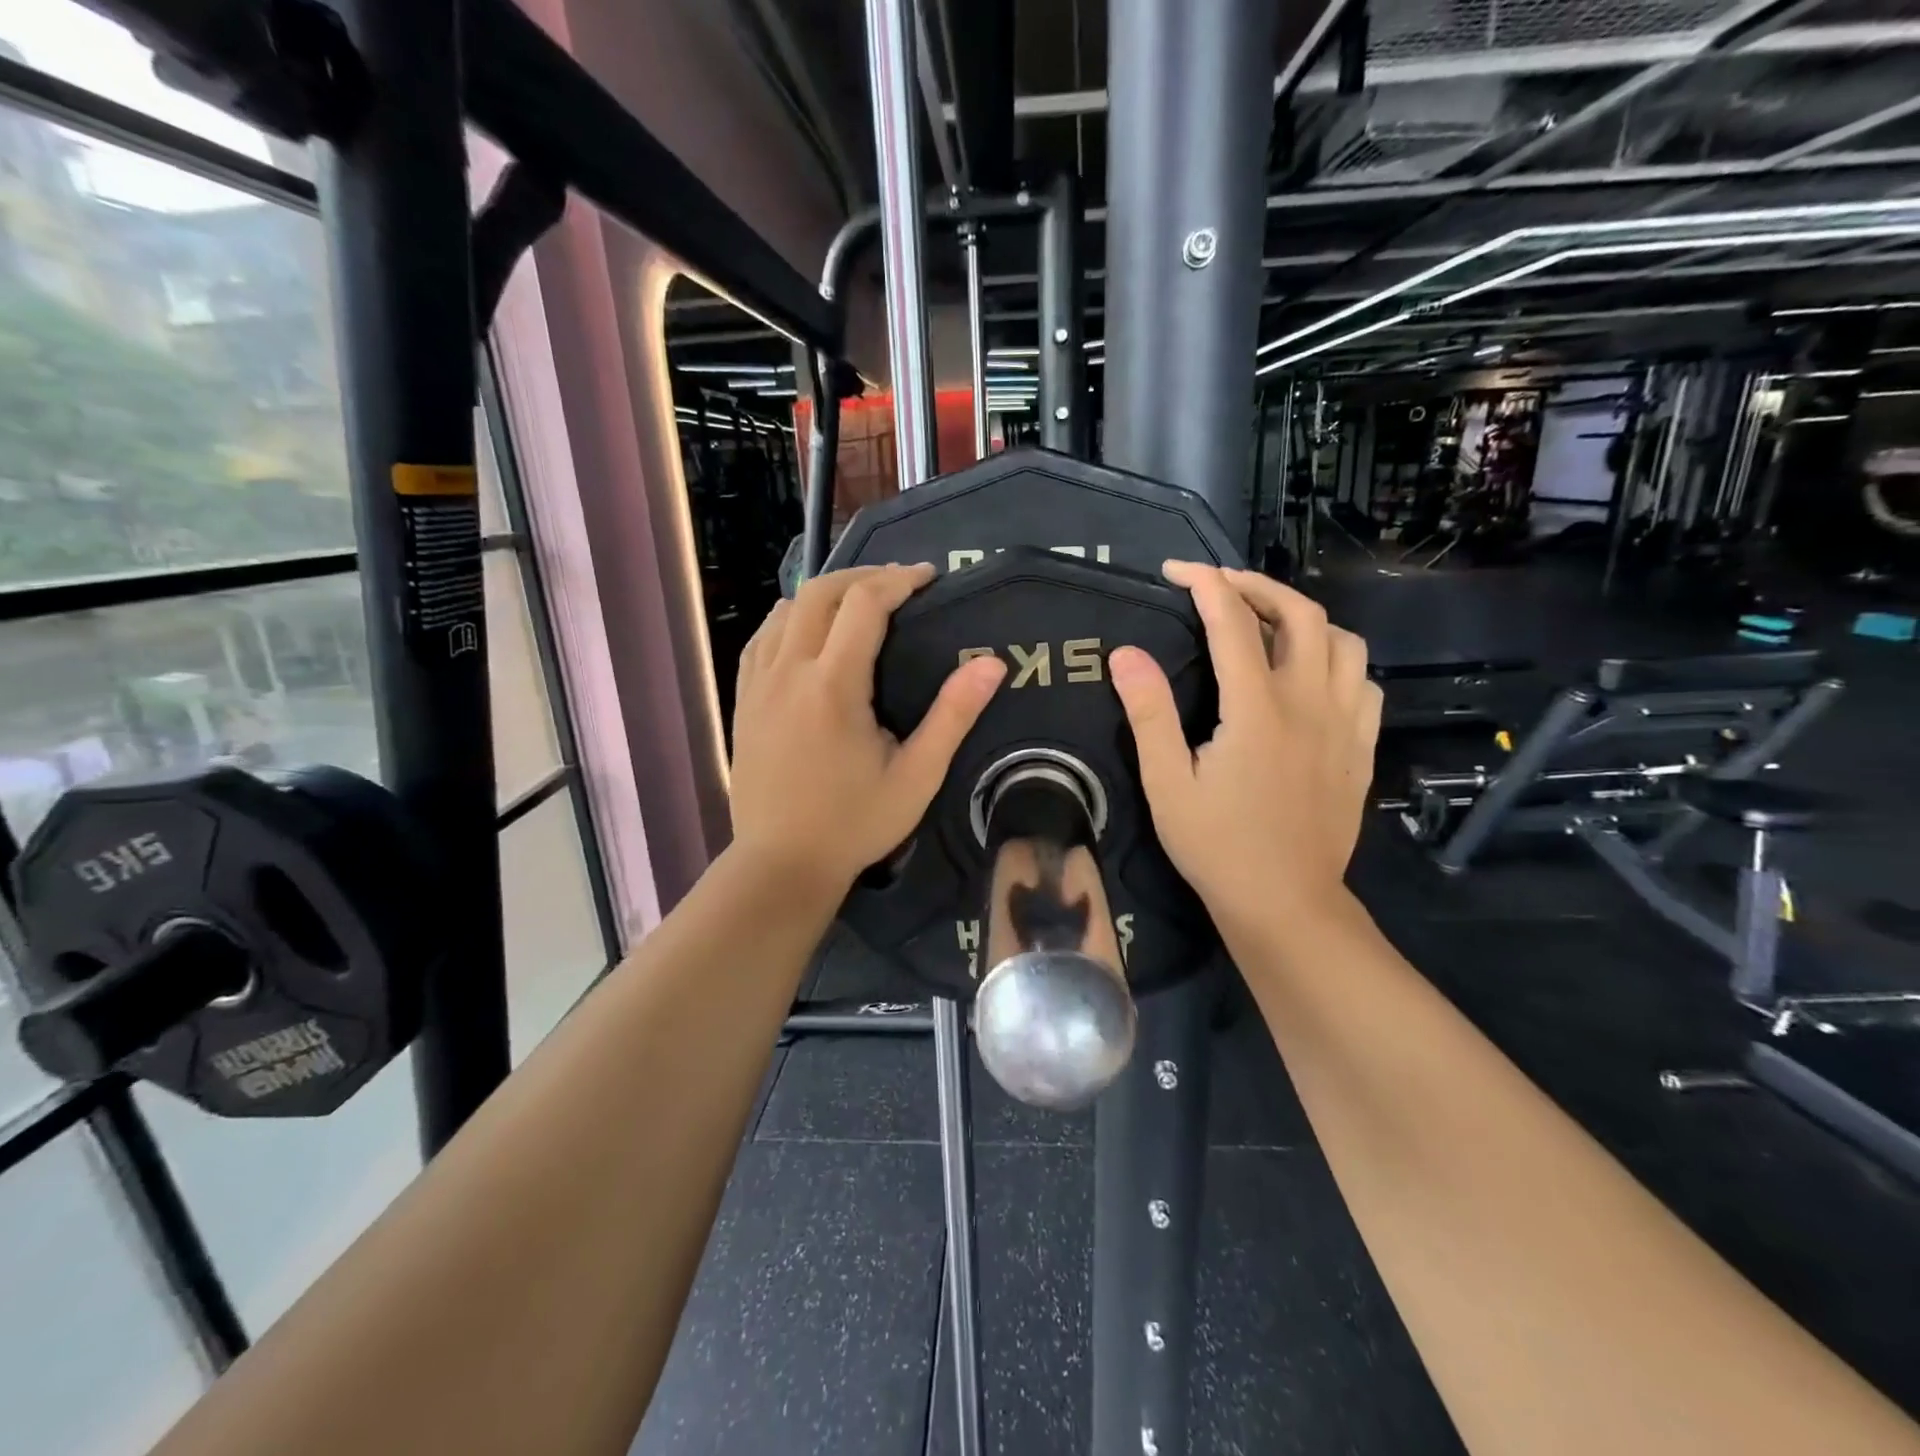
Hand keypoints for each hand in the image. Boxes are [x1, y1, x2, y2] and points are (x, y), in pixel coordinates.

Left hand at [729, 564, 1006, 899]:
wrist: (780, 864)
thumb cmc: (854, 824)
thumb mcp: (917, 776)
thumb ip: (953, 716)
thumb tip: (992, 664)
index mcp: (833, 685)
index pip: (865, 604)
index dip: (899, 580)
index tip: (928, 577)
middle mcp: (789, 671)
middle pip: (819, 593)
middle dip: (863, 577)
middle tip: (898, 585)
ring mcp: (758, 684)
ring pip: (784, 610)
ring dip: (824, 596)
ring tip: (858, 606)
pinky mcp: (743, 701)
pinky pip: (762, 639)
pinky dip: (790, 621)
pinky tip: (808, 636)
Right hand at [1109, 561, 1381, 924]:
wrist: (1285, 903)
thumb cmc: (1217, 846)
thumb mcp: (1167, 784)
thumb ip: (1149, 714)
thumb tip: (1126, 654)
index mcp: (1257, 708)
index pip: (1233, 622)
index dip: (1204, 584)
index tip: (1176, 569)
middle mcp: (1310, 703)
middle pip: (1301, 614)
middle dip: (1258, 585)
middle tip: (1220, 586)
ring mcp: (1344, 725)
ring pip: (1344, 641)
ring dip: (1303, 618)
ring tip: (1266, 625)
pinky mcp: (1360, 748)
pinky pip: (1362, 682)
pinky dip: (1336, 660)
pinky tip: (1310, 676)